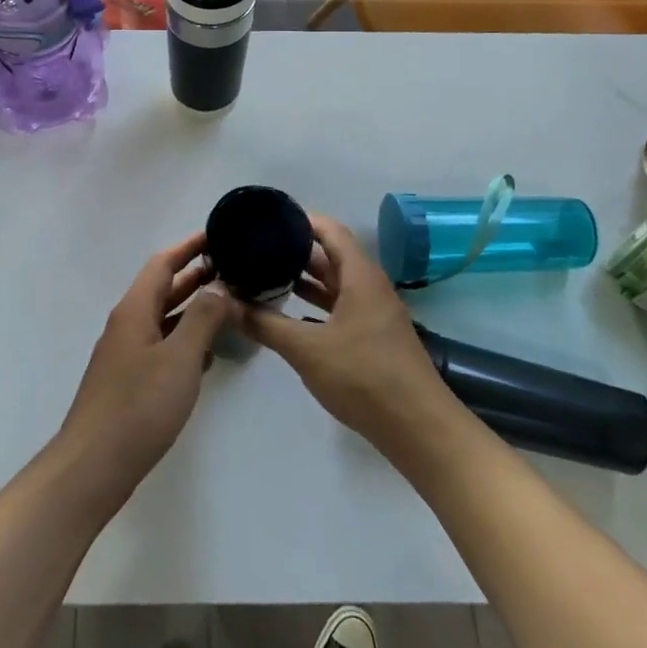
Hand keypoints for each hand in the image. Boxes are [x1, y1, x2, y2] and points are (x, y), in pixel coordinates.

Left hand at [54, 232, 244, 503]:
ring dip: (194, 308)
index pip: (162, 263)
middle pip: (163, 288)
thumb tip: (221, 288)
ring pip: (164, 318)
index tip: (218, 234)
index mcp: (134, 310)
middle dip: (196, 275)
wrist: (93, 466)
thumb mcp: (179, 358)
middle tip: (234, 268)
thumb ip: (203, 319)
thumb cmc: (138, 406)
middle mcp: (128, 324)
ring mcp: (127, 354)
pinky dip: (186, 339)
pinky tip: (209, 351)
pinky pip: (162, 345)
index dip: (188, 246)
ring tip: (230, 304)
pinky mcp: (130, 381)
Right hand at [244, 214, 458, 460]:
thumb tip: (229, 305)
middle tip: (257, 248)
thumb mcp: (307, 350)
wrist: (418, 428)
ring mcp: (374, 312)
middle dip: (295, 250)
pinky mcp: (373, 337)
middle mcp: (369, 286)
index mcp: (360, 276)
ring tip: (265, 274)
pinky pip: (340, 306)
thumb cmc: (364, 377)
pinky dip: (316, 304)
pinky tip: (289, 313)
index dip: (301, 220)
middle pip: (331, 255)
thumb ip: (267, 325)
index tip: (267, 219)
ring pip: (335, 283)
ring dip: (305, 278)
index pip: (330, 230)